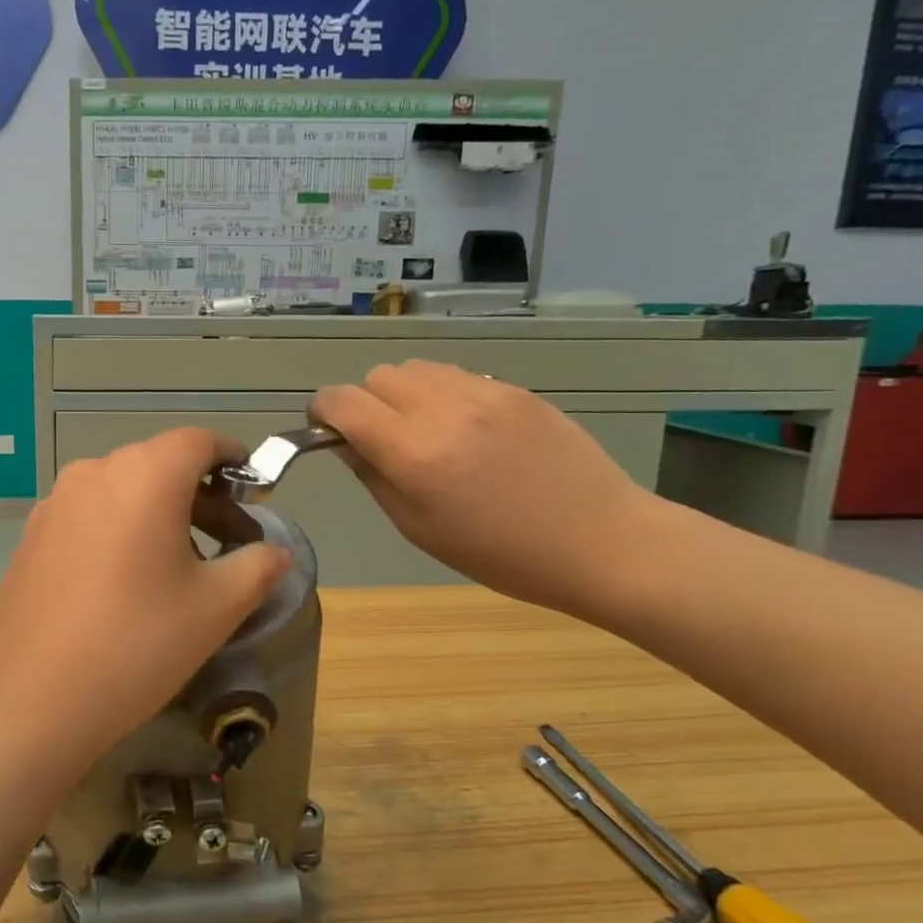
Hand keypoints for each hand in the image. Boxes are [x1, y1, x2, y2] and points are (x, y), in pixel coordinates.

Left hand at [0, 429, 291, 773]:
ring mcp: (56, 503)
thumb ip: (259, 567)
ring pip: (122, 490)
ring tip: (182, 566)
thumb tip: (277, 552)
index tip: (253, 486)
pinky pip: (90, 515)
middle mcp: (94, 473)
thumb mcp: (215, 608)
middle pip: (159, 465)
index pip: (198, 441)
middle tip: (230, 542)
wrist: (29, 700)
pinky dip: (120, 529)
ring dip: (160, 513)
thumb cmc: (135, 643)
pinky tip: (126, 581)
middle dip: (202, 495)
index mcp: (144, 475)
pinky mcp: (31, 535)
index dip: (232, 457)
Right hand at [310, 361, 656, 614]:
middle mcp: (443, 410)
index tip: (328, 431)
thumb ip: (373, 476)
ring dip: (404, 393)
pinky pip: (456, 376)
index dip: (323, 411)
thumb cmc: (500, 553)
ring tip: (425, 430)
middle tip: (383, 439)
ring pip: (416, 368)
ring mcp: (483, 393)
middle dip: (365, 402)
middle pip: (377, 376)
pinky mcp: (514, 389)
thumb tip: (345, 443)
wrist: (600, 540)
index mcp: (413, 452)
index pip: (342, 401)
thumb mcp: (419, 528)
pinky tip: (466, 430)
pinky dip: (442, 394)